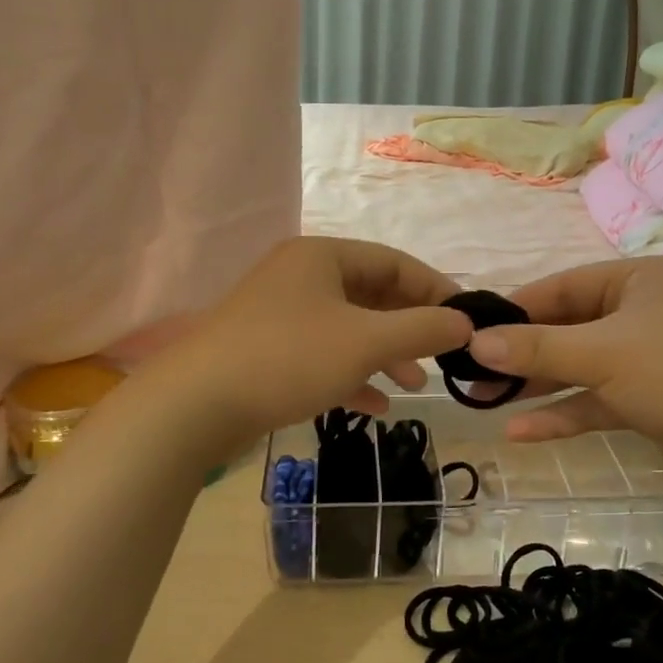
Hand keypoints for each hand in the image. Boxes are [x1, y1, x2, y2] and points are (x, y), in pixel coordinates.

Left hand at [155, 238, 471, 453]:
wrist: (196, 404)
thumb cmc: (289, 358)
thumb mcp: (366, 341)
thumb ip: (421, 330)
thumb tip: (466, 323)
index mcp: (322, 257)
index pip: (393, 262)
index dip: (435, 289)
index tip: (466, 319)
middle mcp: (300, 277)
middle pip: (371, 294)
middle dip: (409, 327)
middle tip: (441, 355)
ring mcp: (280, 315)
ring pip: (348, 328)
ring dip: (384, 354)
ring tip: (414, 385)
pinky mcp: (267, 351)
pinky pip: (323, 355)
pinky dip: (351, 374)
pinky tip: (374, 405)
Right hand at [465, 257, 662, 499]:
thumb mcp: (603, 354)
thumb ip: (538, 348)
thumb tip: (475, 343)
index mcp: (639, 281)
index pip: (562, 287)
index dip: (515, 310)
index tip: (471, 331)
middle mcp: (644, 312)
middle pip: (569, 328)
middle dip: (522, 353)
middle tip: (471, 372)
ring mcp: (651, 358)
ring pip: (582, 366)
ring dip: (538, 385)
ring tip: (484, 401)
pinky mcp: (655, 400)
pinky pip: (600, 400)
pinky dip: (566, 413)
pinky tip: (522, 432)